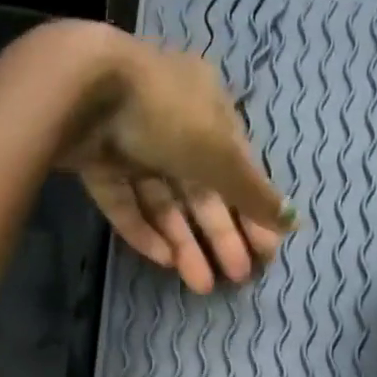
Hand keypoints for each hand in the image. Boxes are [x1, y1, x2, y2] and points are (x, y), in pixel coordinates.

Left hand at [45, 22, 289, 294]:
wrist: (82, 92)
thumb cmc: (167, 114)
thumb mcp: (222, 154)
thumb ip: (255, 192)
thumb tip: (294, 220)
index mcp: (207, 106)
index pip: (237, 166)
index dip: (252, 210)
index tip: (265, 251)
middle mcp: (171, 122)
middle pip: (201, 189)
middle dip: (220, 235)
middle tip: (237, 277)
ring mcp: (130, 143)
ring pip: (164, 202)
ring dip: (184, 243)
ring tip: (201, 284)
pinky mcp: (97, 163)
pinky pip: (126, 203)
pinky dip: (144, 231)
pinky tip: (163, 262)